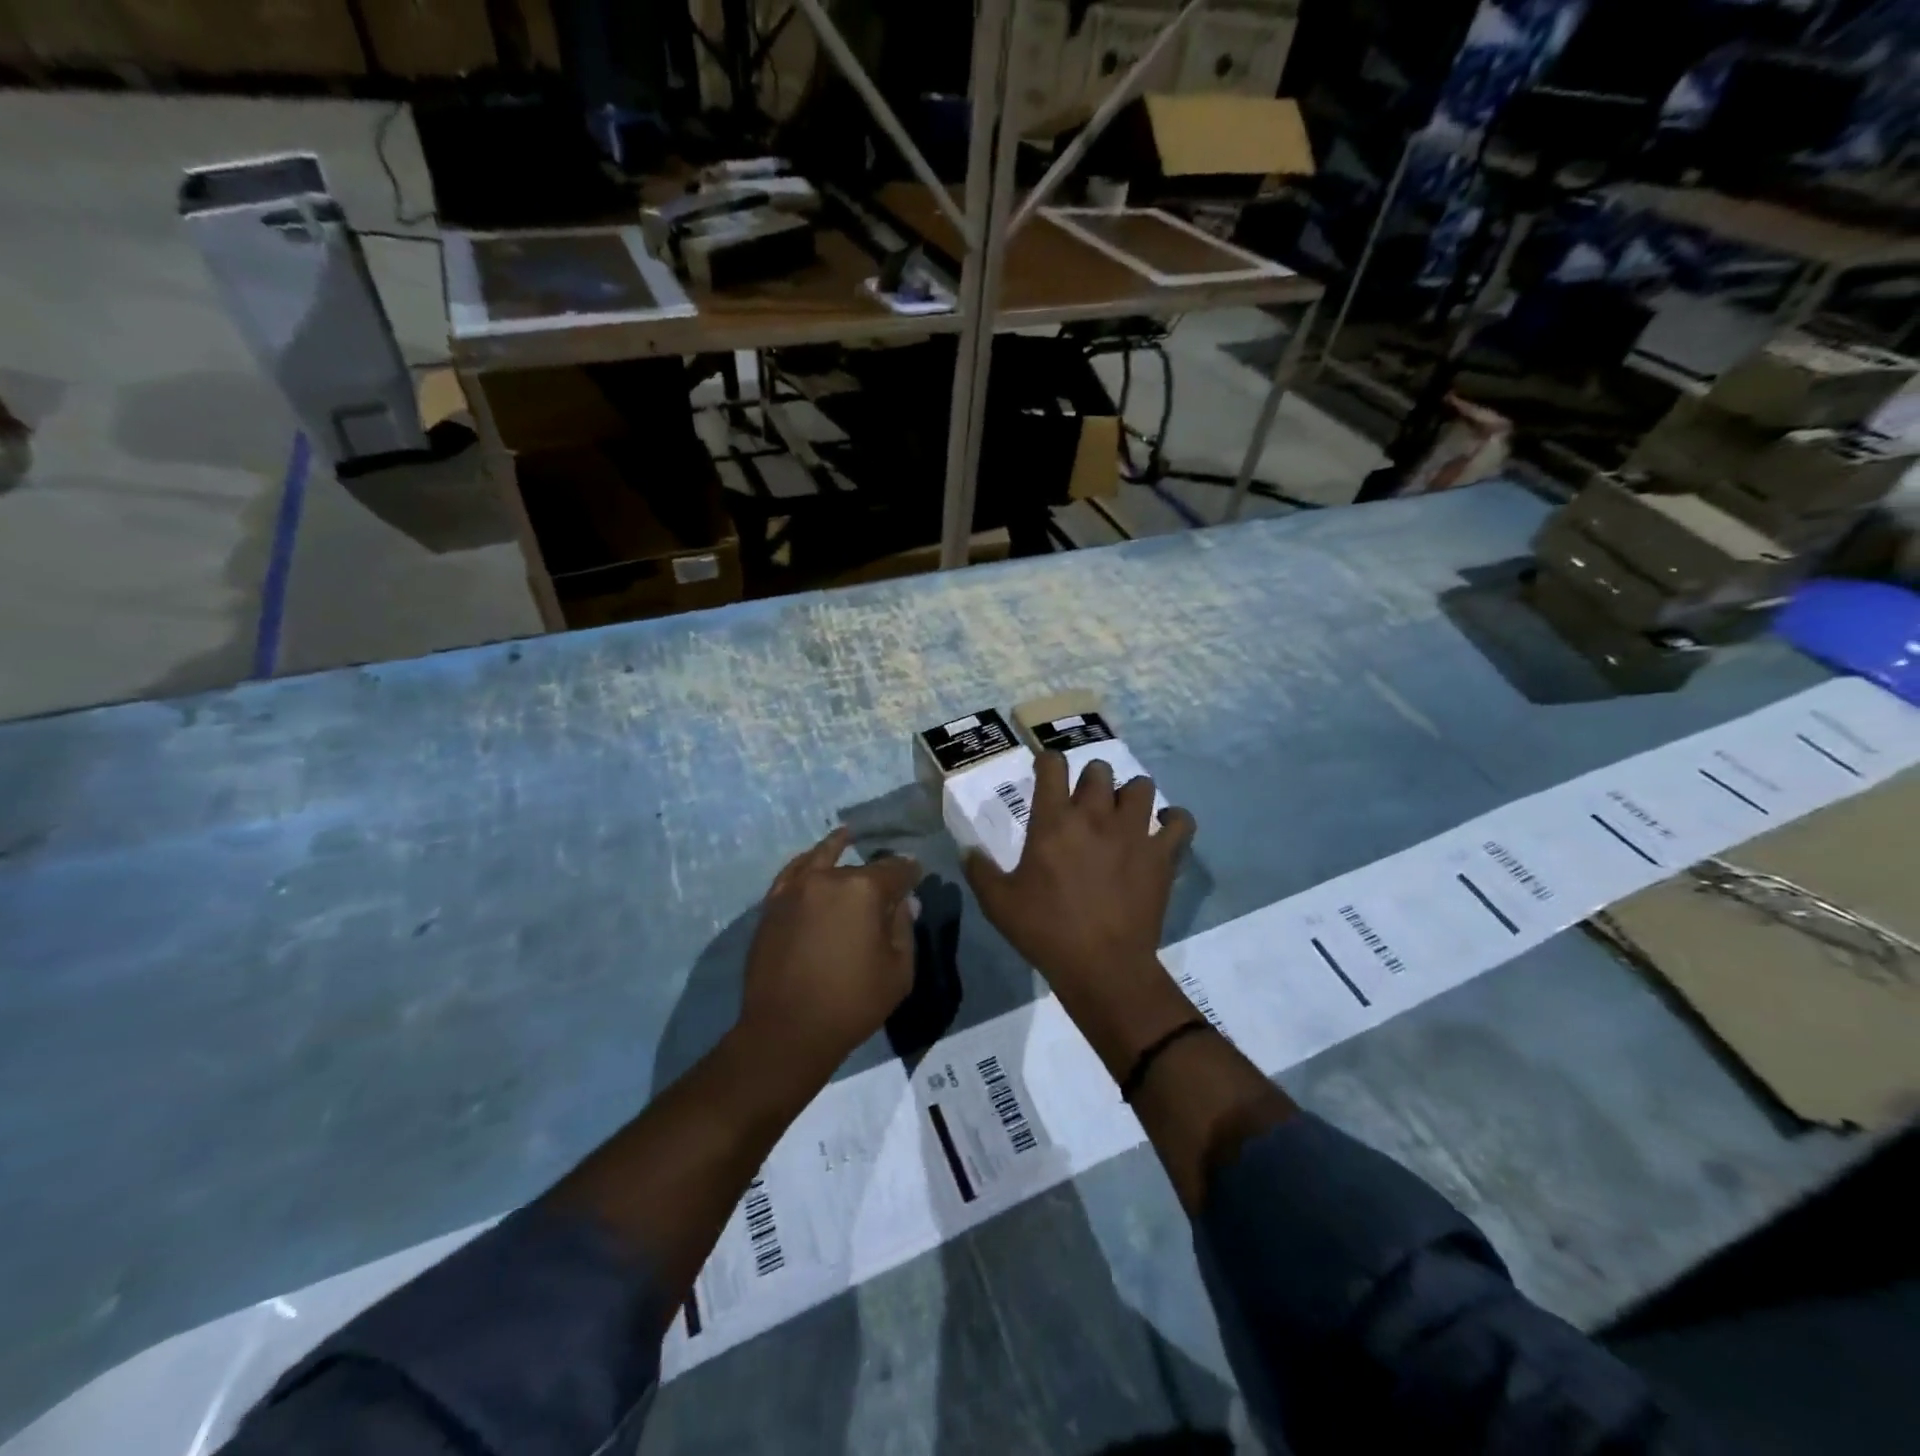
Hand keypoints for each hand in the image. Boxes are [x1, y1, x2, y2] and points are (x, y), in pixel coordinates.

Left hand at [738, 828, 920, 1078]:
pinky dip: (806, 862)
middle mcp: (828, 878)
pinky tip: (812, 859)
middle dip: (878, 872)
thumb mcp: (898, 971)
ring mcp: (795, 889)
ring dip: (837, 849)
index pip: (896, 870)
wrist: (786, 1031)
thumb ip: (904, 928)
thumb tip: (904, 901)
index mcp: (864, 890)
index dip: (910, 872)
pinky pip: (792, 872)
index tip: (917, 875)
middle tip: (889, 880)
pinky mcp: (772, 905)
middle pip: (860, 867)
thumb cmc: (852, 1003)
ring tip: (847, 836)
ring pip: (822, 859)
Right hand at [964, 754, 1195, 1061]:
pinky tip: (1162, 828)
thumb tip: (967, 850)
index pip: (1052, 766)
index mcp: (1053, 821)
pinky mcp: (1162, 854)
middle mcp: (1095, 816)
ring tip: (1123, 814)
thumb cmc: (1046, 931)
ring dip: (1130, 794)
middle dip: (1090, 779)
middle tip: (1085, 803)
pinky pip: (1180, 821)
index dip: (1048, 762)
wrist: (1102, 966)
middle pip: (1098, 769)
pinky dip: (1174, 819)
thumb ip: (980, 870)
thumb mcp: (998, 903)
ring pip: (1141, 786)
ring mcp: (1133, 832)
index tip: (1046, 771)